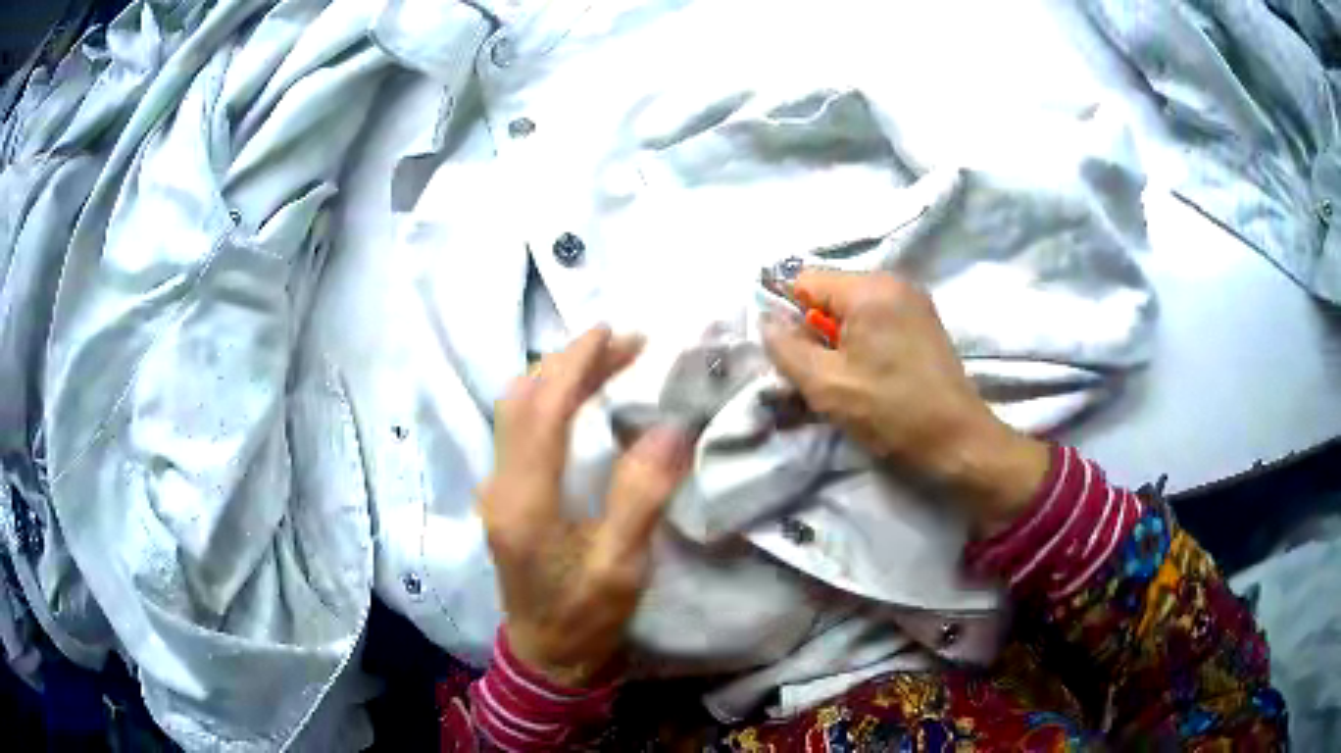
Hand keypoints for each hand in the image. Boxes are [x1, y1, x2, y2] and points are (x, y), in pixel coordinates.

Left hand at [478, 327, 691, 686]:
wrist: (545, 653)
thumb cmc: (586, 615)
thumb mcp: (622, 568)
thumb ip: (641, 497)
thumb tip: (669, 429)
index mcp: (525, 503)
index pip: (542, 412)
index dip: (575, 366)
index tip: (613, 334)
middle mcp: (500, 485)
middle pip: (520, 400)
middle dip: (568, 361)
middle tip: (621, 341)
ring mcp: (496, 488)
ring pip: (513, 410)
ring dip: (554, 375)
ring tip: (604, 358)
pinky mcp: (503, 494)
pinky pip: (516, 427)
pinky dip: (546, 397)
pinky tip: (574, 394)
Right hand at [761, 270, 1048, 533]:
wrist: (957, 441)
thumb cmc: (891, 412)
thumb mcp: (826, 385)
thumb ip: (786, 348)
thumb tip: (766, 320)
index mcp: (868, 288)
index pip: (804, 281)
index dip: (790, 316)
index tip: (797, 358)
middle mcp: (893, 281)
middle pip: (830, 292)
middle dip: (817, 329)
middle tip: (824, 375)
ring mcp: (913, 300)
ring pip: (853, 308)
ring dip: (840, 339)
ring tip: (850, 379)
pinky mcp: (925, 321)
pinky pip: (878, 317)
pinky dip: (865, 341)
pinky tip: (874, 374)